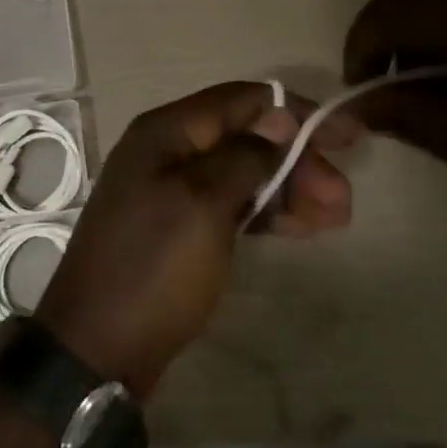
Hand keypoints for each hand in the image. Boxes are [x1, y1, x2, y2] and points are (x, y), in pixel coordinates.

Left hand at [34, 82, 358, 397]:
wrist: (98, 347)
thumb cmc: (154, 267)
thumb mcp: (203, 204)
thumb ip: (245, 156)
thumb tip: (277, 121)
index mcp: (165, 132)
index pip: (242, 101)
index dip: (297, 112)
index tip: (348, 137)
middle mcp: (166, 152)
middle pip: (245, 138)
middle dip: (297, 161)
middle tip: (343, 200)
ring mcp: (169, 191)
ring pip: (241, 173)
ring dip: (288, 189)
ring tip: (335, 218)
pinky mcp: (176, 227)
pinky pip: (229, 204)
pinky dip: (264, 211)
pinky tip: (299, 228)